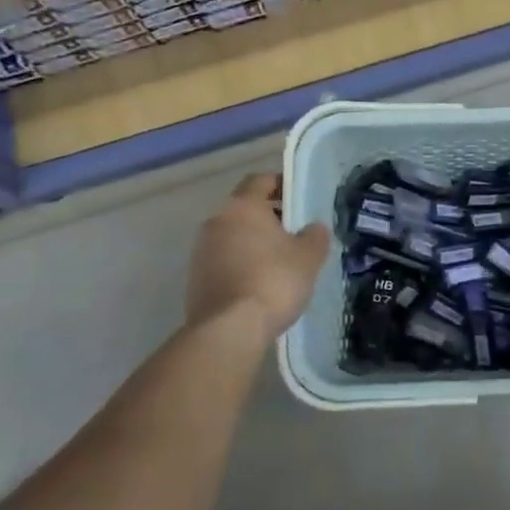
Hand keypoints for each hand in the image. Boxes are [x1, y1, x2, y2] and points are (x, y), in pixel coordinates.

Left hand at [185, 174, 330, 339]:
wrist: (229, 329)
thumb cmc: (273, 281)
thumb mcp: (308, 257)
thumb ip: (314, 235)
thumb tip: (313, 228)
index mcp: (243, 206)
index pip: (260, 180)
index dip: (281, 184)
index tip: (298, 199)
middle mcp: (217, 220)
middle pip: (245, 208)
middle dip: (268, 217)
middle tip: (293, 233)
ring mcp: (201, 250)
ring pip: (232, 235)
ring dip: (252, 242)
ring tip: (278, 262)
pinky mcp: (195, 278)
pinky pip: (223, 260)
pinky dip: (240, 264)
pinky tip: (259, 284)